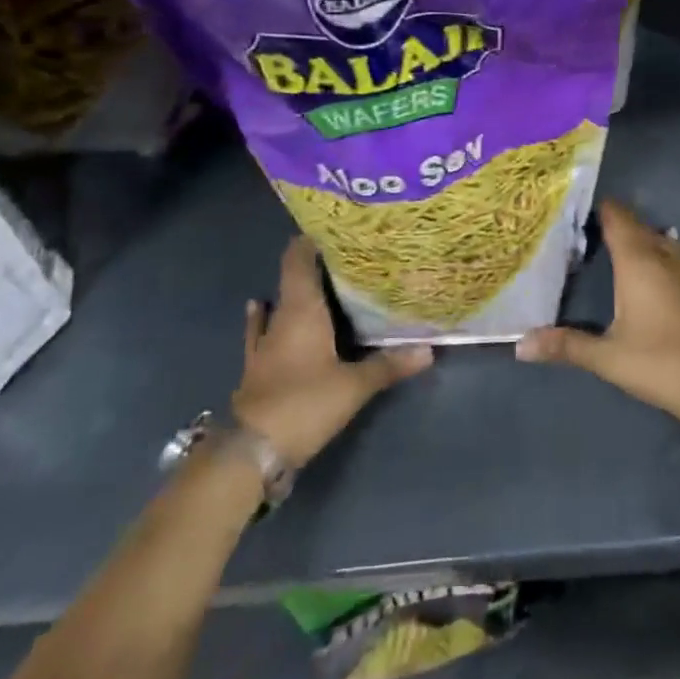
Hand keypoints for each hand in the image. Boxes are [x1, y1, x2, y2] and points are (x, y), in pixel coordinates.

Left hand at [231, 237, 432, 467]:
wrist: (251, 452)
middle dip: (315, 265)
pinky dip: (265, 319)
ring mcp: (263, 344)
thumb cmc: (304, 404)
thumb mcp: (353, 386)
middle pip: (293, 279)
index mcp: (301, 311)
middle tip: (346, 255)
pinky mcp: (257, 368)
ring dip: (293, 292)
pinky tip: (259, 308)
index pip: (299, 261)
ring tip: (315, 278)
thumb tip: (429, 350)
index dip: (311, 240)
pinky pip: (263, 332)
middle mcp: (279, 319)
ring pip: (278, 305)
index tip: (335, 226)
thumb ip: (388, 365)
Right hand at [516, 200, 679, 450]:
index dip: (597, 207)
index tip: (569, 204)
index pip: (617, 218)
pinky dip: (646, 249)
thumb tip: (520, 344)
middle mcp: (659, 257)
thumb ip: (565, 345)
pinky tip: (634, 267)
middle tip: (576, 223)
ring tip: (602, 240)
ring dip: (632, 233)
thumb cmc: (658, 362)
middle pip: (635, 224)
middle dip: (610, 218)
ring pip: (653, 237)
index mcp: (638, 262)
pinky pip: (664, 252)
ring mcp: (679, 272)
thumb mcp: (606, 356)